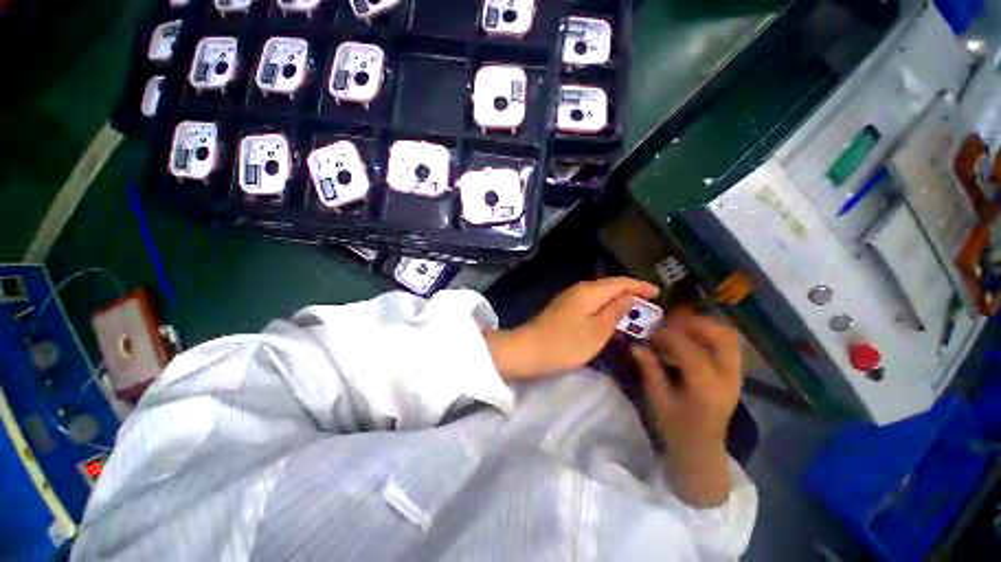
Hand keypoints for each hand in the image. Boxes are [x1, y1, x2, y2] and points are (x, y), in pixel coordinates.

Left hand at [485, 277, 658, 379]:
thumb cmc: (566, 343)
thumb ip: (615, 311)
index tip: (658, 292)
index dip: (640, 286)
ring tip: (633, 311)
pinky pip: (590, 303)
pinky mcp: (563, 309)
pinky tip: (608, 317)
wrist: (529, 349)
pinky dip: (603, 307)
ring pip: (599, 295)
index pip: (620, 282)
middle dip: (630, 292)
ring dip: (616, 300)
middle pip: (609, 286)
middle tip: (649, 304)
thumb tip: (628, 296)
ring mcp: (568, 299)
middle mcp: (578, 289)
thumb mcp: (597, 331)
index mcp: (589, 291)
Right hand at [630, 311, 742, 506]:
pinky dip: (710, 334)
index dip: (667, 335)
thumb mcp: (657, 399)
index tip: (650, 330)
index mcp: (705, 387)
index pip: (689, 349)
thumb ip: (649, 369)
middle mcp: (727, 378)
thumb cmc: (676, 428)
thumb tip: (636, 344)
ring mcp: (736, 375)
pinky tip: (691, 338)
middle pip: (720, 336)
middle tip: (669, 321)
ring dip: (704, 326)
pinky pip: (728, 345)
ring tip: (680, 326)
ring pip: (728, 337)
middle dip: (693, 323)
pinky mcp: (736, 374)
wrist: (702, 449)